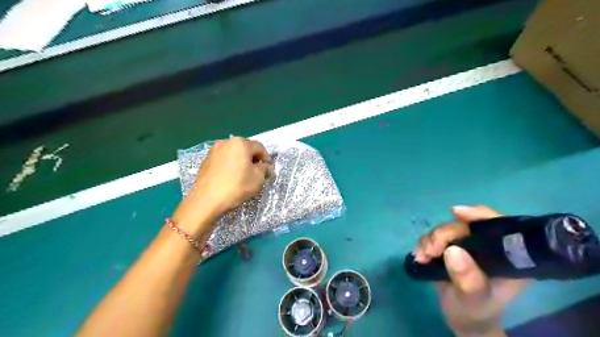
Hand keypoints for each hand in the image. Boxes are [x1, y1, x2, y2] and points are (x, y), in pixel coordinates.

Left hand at [173, 137, 272, 233]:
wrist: (207, 200)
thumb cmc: (236, 186)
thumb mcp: (258, 178)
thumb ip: (264, 168)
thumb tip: (265, 166)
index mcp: (240, 143)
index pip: (259, 147)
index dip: (266, 158)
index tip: (268, 170)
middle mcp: (226, 142)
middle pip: (245, 148)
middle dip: (253, 159)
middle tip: (257, 172)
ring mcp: (214, 150)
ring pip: (234, 154)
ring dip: (241, 162)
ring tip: (243, 175)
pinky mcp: (206, 160)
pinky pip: (224, 160)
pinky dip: (230, 165)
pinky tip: (231, 177)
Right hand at [413, 206, 528, 336]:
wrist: (462, 318)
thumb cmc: (475, 311)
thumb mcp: (474, 299)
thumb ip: (468, 279)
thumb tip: (452, 251)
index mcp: (506, 256)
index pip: (498, 226)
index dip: (479, 215)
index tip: (456, 213)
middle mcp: (487, 246)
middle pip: (464, 226)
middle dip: (443, 234)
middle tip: (430, 251)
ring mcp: (467, 245)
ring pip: (446, 229)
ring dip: (430, 239)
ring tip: (422, 256)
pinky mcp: (450, 247)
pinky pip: (435, 236)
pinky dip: (424, 243)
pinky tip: (420, 255)